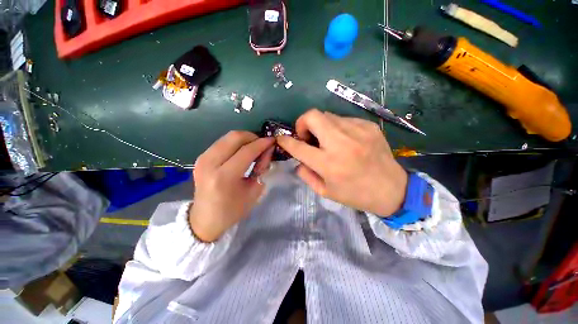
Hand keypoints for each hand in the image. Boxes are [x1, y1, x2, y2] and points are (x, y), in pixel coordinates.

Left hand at [189, 131, 274, 241]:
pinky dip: (235, 143)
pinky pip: (221, 142)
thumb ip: (262, 167)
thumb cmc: (233, 210)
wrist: (205, 219)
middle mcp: (210, 163)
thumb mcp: (254, 191)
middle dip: (252, 137)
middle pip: (234, 137)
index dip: (262, 143)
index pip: (246, 151)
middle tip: (263, 144)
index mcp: (224, 177)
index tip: (272, 140)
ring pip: (227, 137)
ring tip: (254, 147)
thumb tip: (268, 149)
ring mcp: (202, 159)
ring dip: (244, 139)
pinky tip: (241, 151)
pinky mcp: (200, 158)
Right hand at [277, 109, 407, 215]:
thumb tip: (298, 160)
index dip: (285, 141)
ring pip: (327, 115)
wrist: (392, 189)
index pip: (298, 147)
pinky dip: (337, 127)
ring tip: (327, 139)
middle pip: (312, 116)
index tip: (281, 139)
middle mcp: (341, 143)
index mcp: (329, 164)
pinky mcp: (368, 126)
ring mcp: (357, 131)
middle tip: (307, 136)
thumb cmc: (355, 194)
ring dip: (320, 126)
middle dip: (302, 123)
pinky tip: (344, 139)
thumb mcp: (325, 191)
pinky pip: (343, 119)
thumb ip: (306, 174)